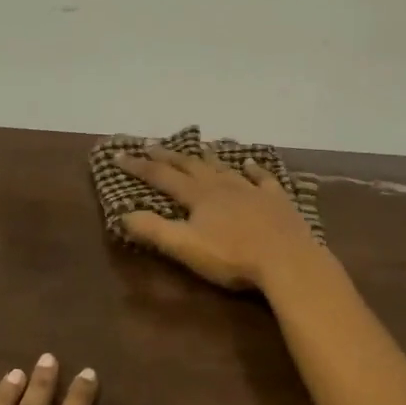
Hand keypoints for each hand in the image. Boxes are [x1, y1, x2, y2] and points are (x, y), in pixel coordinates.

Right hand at [115, 146, 326, 291]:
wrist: (287, 259)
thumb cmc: (232, 256)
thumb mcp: (185, 247)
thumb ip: (154, 230)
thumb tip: (123, 214)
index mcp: (198, 196)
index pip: (161, 177)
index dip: (138, 167)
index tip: (119, 156)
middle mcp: (222, 185)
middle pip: (190, 165)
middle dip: (168, 156)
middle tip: (151, 145)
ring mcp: (251, 189)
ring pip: (224, 167)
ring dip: (208, 157)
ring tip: (198, 146)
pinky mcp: (276, 199)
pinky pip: (261, 178)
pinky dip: (253, 168)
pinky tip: (250, 163)